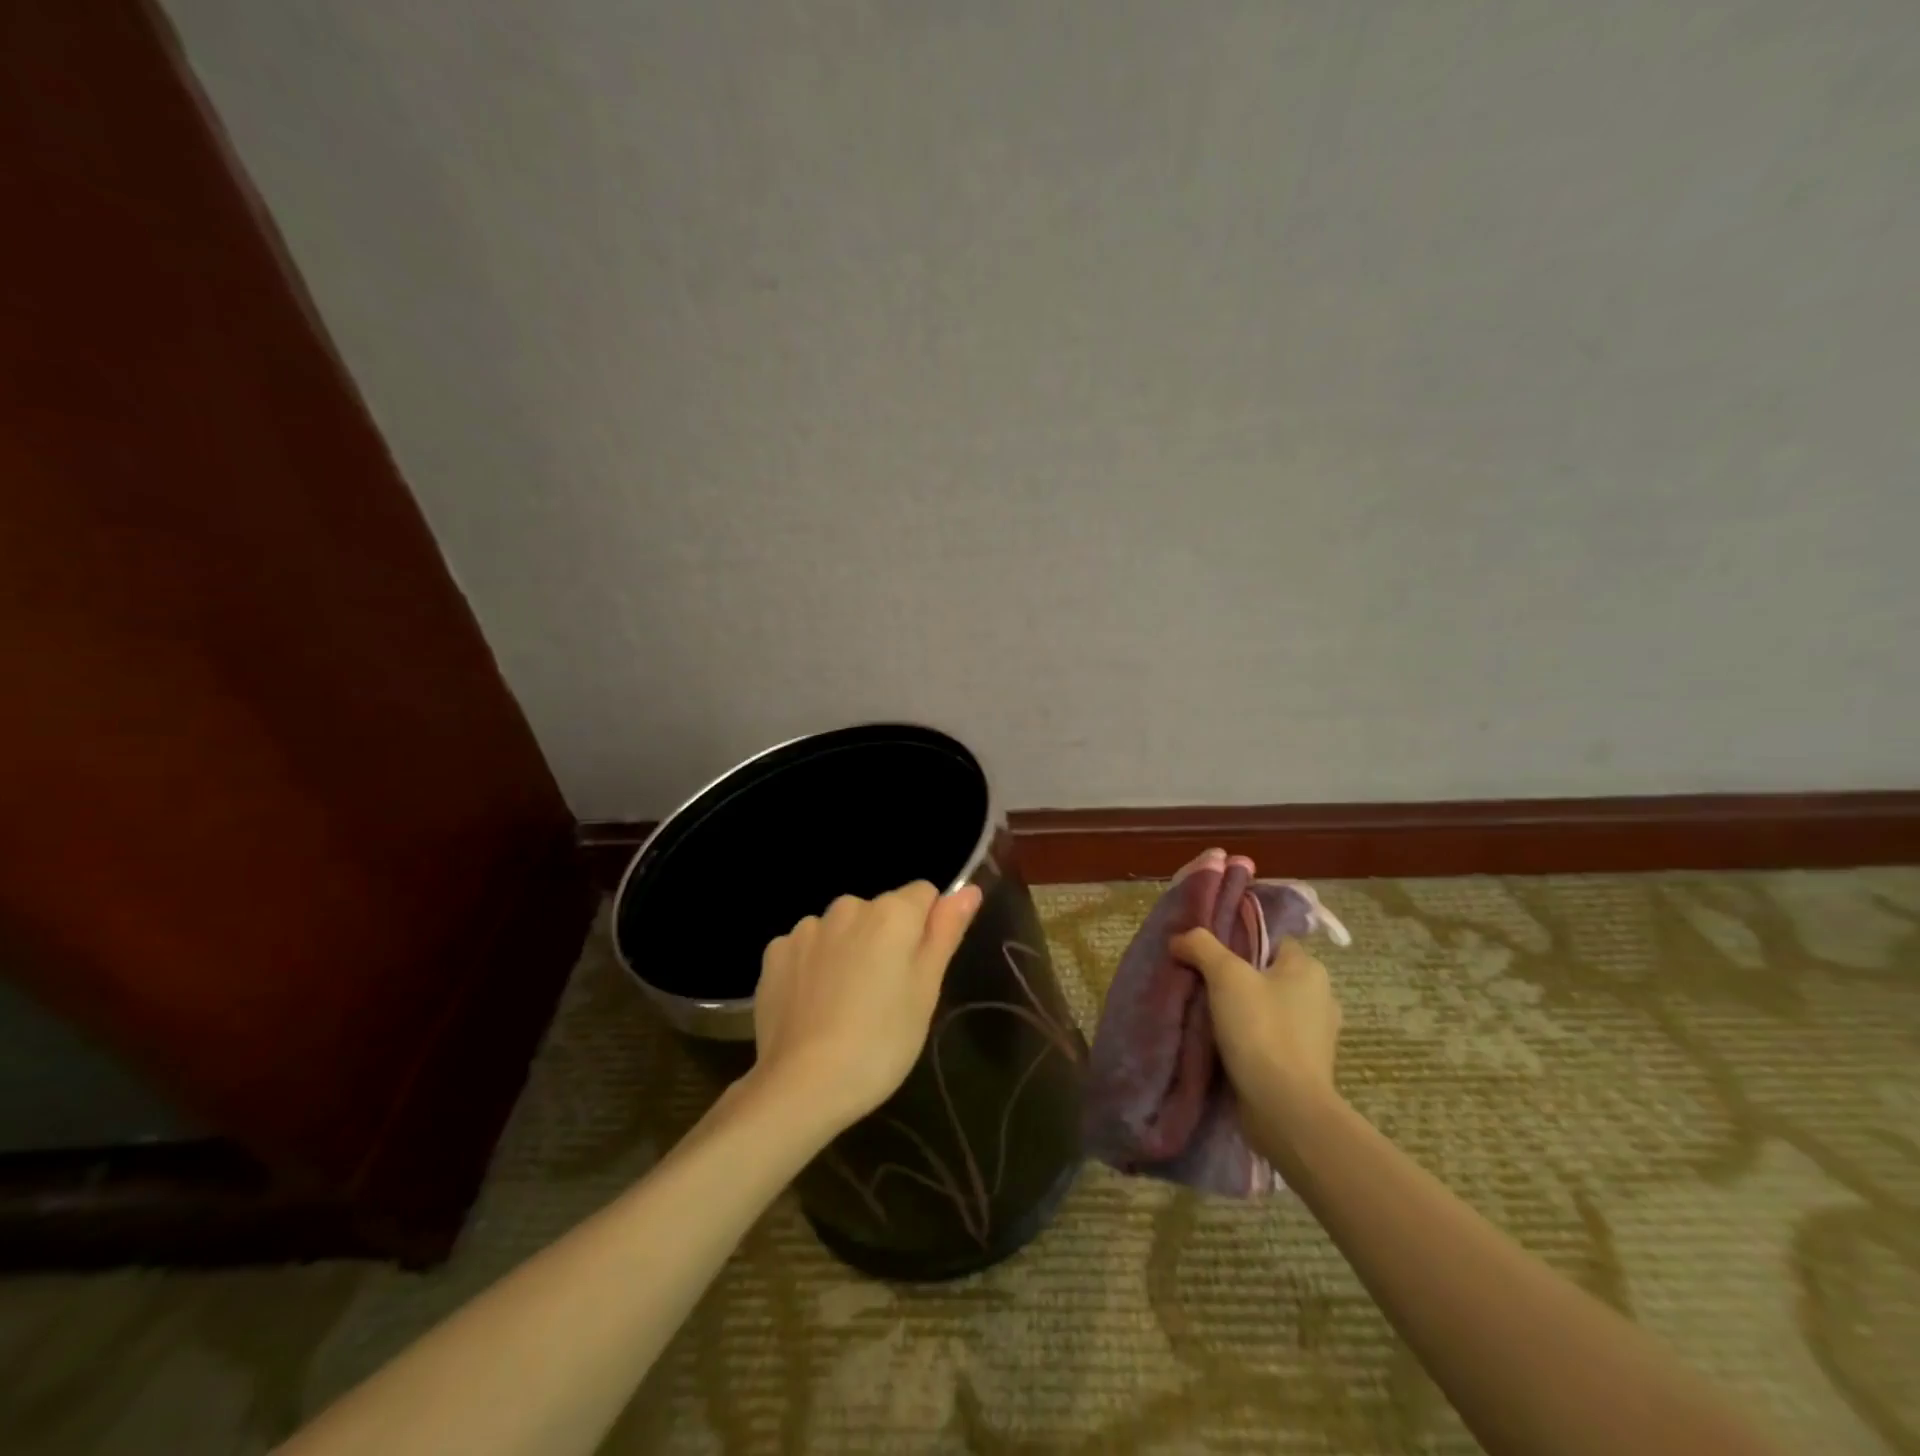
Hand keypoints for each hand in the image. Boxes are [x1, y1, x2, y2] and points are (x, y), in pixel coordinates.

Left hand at [751, 881, 983, 1133]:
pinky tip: (813, 1006)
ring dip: (848, 951)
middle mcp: (847, 907)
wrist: (801, 1085)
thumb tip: (968, 889)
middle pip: (880, 911)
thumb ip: (946, 932)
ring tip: (846, 1005)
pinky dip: (813, 966)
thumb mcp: (926, 991)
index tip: (919, 970)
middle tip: (885, 995)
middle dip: (886, 940)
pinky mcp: (775, 953)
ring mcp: (806, 928)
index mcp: (892, 913)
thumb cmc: (881, 1041)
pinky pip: (807, 948)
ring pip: (842, 929)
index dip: (928, 928)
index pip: (924, 894)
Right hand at [1170, 929, 1343, 1157]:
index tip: (1207, 953)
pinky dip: (1250, 1038)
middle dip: (1236, 978)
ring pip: (1268, 1008)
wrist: (1285, 1109)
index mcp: (1310, 969)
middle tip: (1201, 982)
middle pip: (1267, 974)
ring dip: (1241, 1011)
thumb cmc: (1261, 1030)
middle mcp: (1320, 997)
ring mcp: (1315, 1036)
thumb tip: (1180, 938)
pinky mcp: (1305, 1066)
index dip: (1239, 942)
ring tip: (1207, 1015)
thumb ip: (1201, 946)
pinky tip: (1224, 1044)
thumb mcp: (1225, 975)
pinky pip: (1271, 1038)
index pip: (1271, 941)